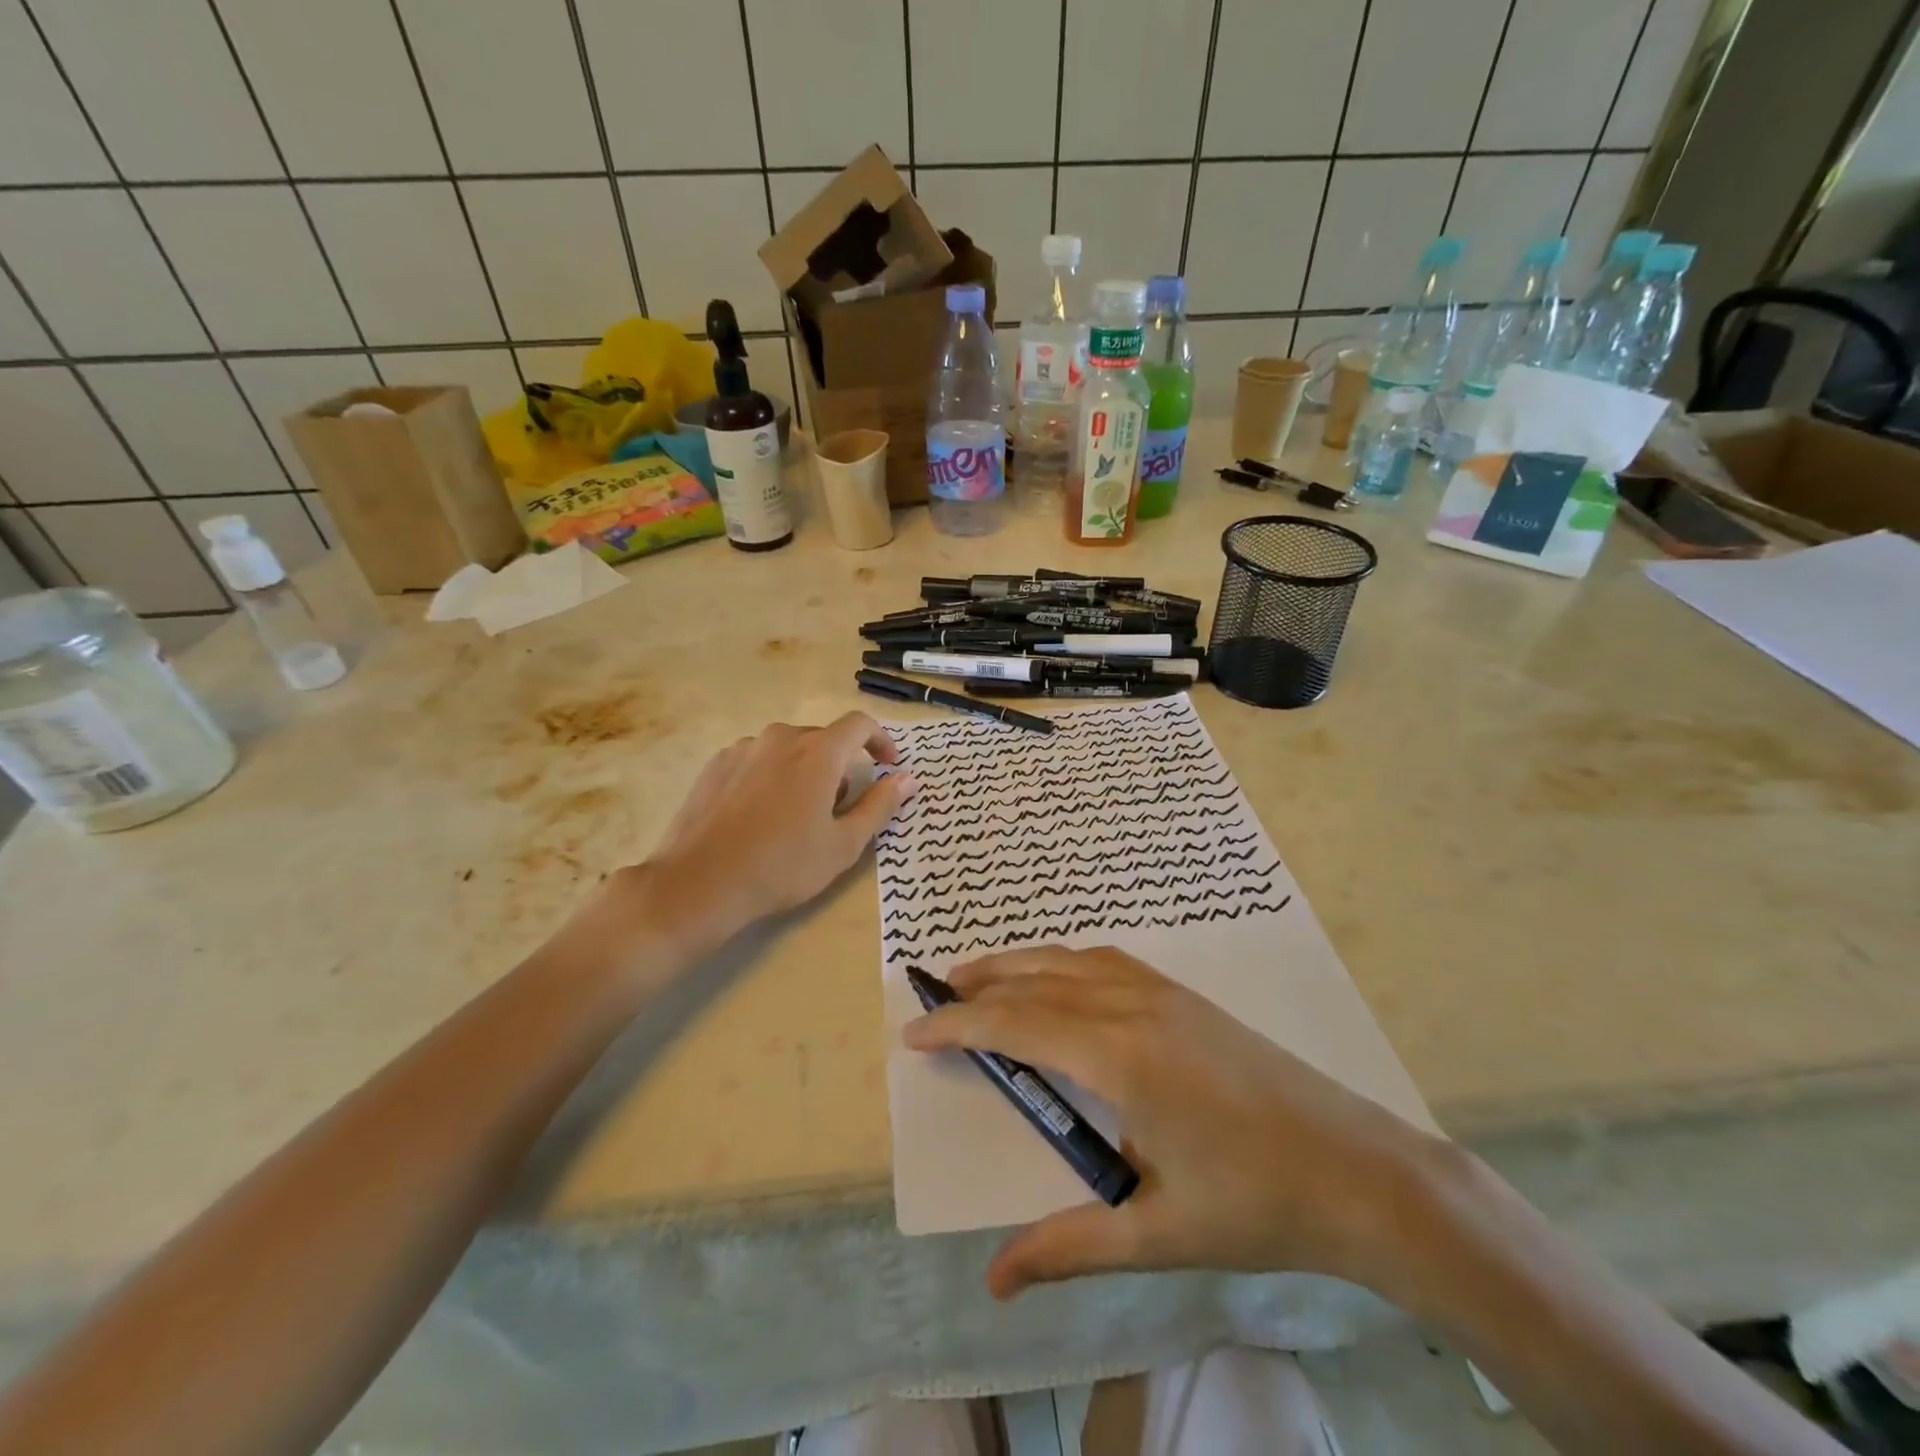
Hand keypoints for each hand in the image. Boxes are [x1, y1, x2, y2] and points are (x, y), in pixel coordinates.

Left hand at [640, 714, 916, 944]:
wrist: (700, 883)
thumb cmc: (783, 866)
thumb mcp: (844, 844)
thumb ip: (880, 805)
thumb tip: (908, 778)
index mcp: (818, 753)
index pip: (859, 725)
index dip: (880, 740)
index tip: (888, 765)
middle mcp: (780, 738)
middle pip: (823, 739)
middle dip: (840, 766)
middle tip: (838, 809)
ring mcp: (743, 749)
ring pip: (788, 749)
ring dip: (804, 770)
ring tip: (796, 816)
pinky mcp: (715, 765)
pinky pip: (757, 760)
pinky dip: (771, 776)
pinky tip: (760, 815)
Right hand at [903, 947, 1444, 1300]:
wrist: (1359, 1170)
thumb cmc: (1256, 1206)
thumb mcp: (1157, 1233)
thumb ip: (1069, 1245)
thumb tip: (994, 1279)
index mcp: (1119, 1056)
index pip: (1017, 1026)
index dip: (960, 1024)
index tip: (915, 1031)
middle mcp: (1133, 1007)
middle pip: (1036, 982)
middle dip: (978, 987)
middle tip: (933, 996)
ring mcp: (1163, 993)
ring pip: (1070, 960)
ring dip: (1018, 964)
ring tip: (979, 976)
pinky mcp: (1185, 996)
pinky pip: (1105, 962)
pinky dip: (1063, 961)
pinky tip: (1057, 978)